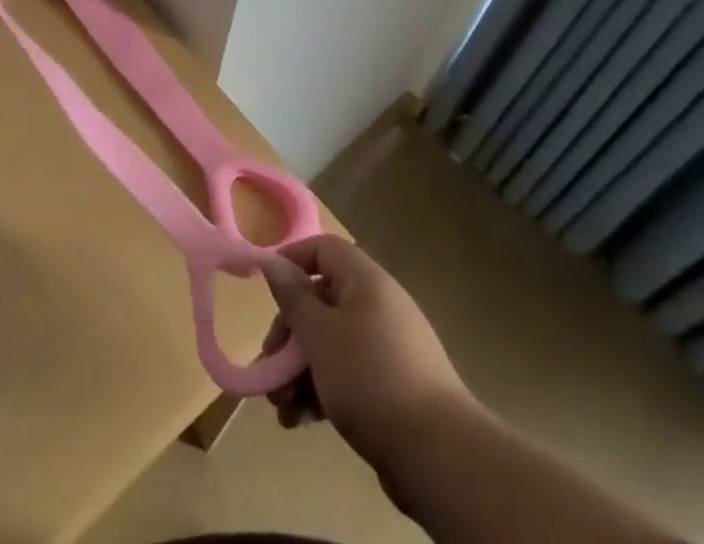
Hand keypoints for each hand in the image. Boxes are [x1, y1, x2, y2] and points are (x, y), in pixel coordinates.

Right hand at [260, 234, 470, 474]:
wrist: (438, 455)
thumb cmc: (368, 377)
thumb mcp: (319, 334)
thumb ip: (292, 297)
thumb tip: (272, 260)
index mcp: (365, 281)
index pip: (323, 249)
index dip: (291, 261)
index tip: (265, 289)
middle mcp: (378, 305)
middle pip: (322, 301)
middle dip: (290, 334)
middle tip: (269, 366)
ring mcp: (388, 347)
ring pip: (332, 343)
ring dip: (300, 370)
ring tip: (279, 407)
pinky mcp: (393, 386)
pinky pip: (348, 374)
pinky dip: (322, 390)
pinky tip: (300, 421)